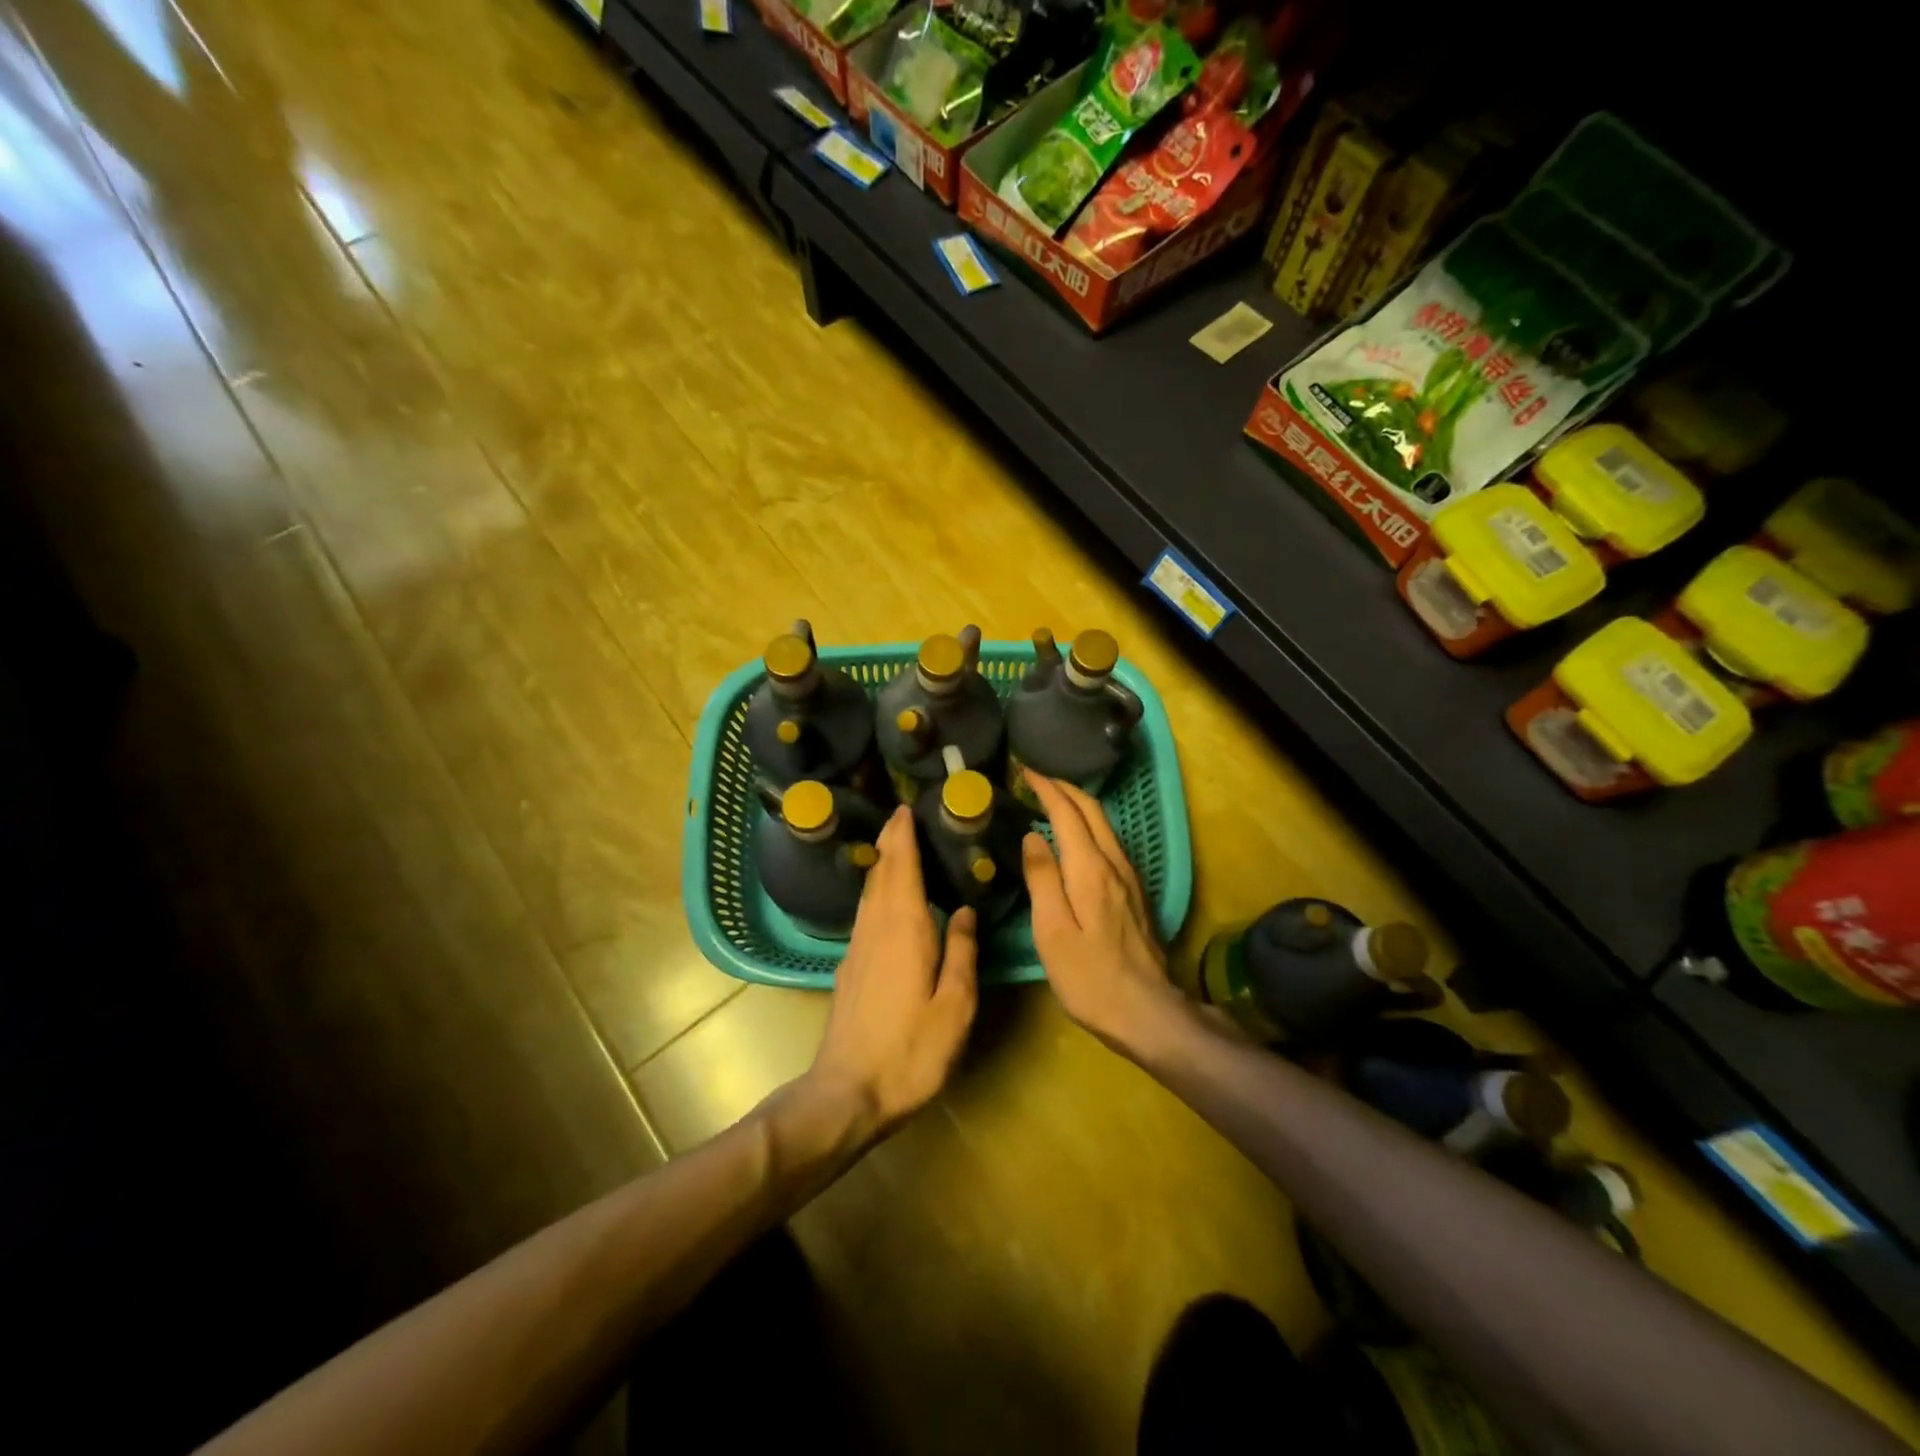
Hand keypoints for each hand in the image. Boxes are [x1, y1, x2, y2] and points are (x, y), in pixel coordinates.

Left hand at [807, 806, 977, 1145]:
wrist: (847, 1092)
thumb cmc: (910, 1050)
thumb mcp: (954, 1006)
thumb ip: (963, 953)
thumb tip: (966, 910)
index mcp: (905, 928)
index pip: (902, 868)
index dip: (903, 836)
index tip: (906, 808)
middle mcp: (876, 928)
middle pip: (882, 873)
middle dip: (891, 842)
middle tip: (902, 815)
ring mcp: (858, 947)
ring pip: (869, 892)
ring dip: (882, 864)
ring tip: (896, 846)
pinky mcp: (849, 967)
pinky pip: (865, 912)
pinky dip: (876, 891)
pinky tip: (885, 899)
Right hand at [1021, 774, 1186, 1056]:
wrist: (1147, 1011)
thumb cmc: (1089, 976)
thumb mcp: (1053, 931)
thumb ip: (1042, 878)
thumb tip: (1033, 836)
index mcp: (1090, 869)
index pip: (1068, 812)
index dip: (1046, 788)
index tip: (1024, 772)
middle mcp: (1115, 864)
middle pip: (1092, 811)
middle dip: (1064, 789)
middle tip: (1036, 779)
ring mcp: (1130, 878)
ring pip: (1104, 825)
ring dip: (1078, 805)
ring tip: (1051, 801)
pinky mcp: (1135, 893)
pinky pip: (1110, 843)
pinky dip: (1089, 826)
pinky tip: (1077, 838)